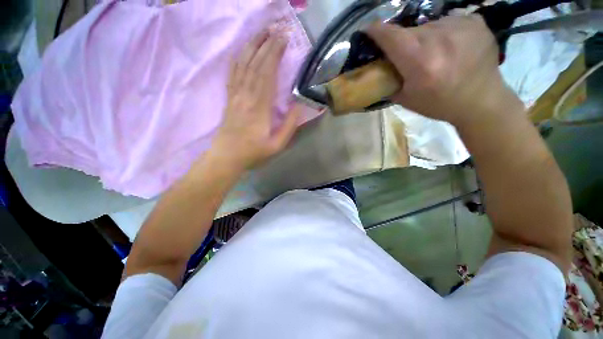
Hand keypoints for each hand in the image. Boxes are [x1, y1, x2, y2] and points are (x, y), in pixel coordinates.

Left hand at [212, 31, 300, 169]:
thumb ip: (289, 125)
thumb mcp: (276, 145)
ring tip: (261, 32)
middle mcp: (246, 94)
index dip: (274, 53)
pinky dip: (236, 59)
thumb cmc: (252, 152)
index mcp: (259, 105)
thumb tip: (300, 103)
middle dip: (266, 44)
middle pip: (255, 63)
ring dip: (252, 46)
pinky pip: (232, 74)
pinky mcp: (229, 96)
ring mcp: (235, 93)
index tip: (282, 38)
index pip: (267, 72)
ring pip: (243, 65)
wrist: (225, 157)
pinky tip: (241, 49)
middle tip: (276, 28)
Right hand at [366, 15, 521, 124]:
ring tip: (449, 53)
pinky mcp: (476, 24)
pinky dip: (457, 30)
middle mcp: (437, 38)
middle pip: (411, 27)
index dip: (376, 33)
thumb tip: (373, 60)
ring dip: (437, 35)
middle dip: (412, 39)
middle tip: (425, 55)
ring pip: (435, 23)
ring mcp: (459, 27)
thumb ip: (388, 77)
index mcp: (417, 58)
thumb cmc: (446, 104)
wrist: (485, 107)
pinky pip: (457, 20)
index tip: (379, 38)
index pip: (382, 30)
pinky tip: (464, 46)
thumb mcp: (410, 99)